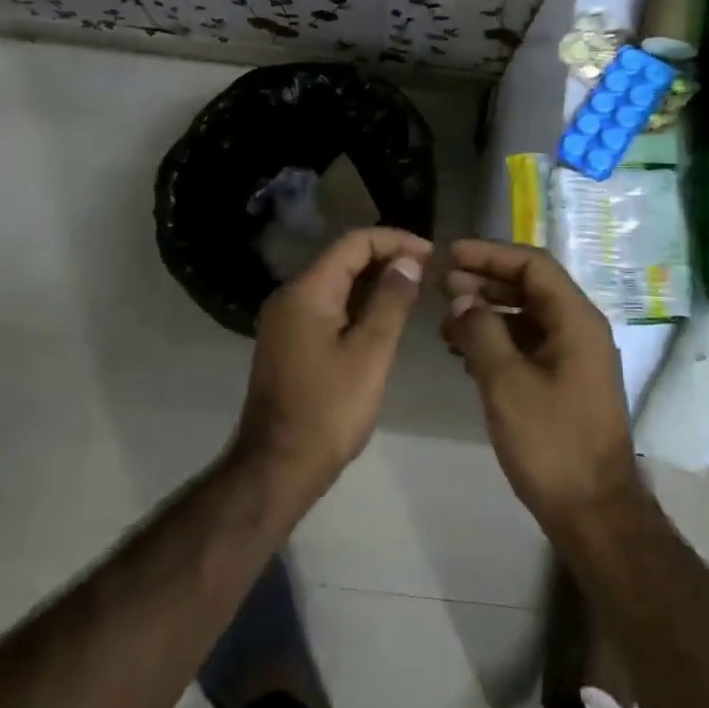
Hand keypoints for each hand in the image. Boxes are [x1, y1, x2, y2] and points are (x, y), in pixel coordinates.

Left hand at [239, 228, 431, 494]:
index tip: (431, 253)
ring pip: (335, 282)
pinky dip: (357, 302)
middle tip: (428, 270)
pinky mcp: (289, 341)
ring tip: (414, 289)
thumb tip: (409, 261)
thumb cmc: (328, 411)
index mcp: (306, 292)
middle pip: (342, 258)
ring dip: (373, 280)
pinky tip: (385, 315)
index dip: (394, 240)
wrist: (277, 467)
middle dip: (386, 257)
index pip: (353, 243)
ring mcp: (286, 320)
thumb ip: (391, 301)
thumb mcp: (370, 354)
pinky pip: (327, 305)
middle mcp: (290, 296)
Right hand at [442, 239, 642, 535]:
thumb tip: (461, 297)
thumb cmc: (552, 443)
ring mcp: (574, 357)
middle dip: (485, 282)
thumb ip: (482, 332)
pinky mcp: (564, 382)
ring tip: (445, 322)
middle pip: (530, 288)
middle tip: (441, 286)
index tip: (450, 255)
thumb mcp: (507, 383)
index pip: (533, 265)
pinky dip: (497, 341)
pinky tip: (464, 353)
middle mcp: (579, 330)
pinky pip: (528, 345)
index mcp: (576, 320)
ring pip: (526, 318)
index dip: (490, 254)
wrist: (593, 511)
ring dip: (487, 313)